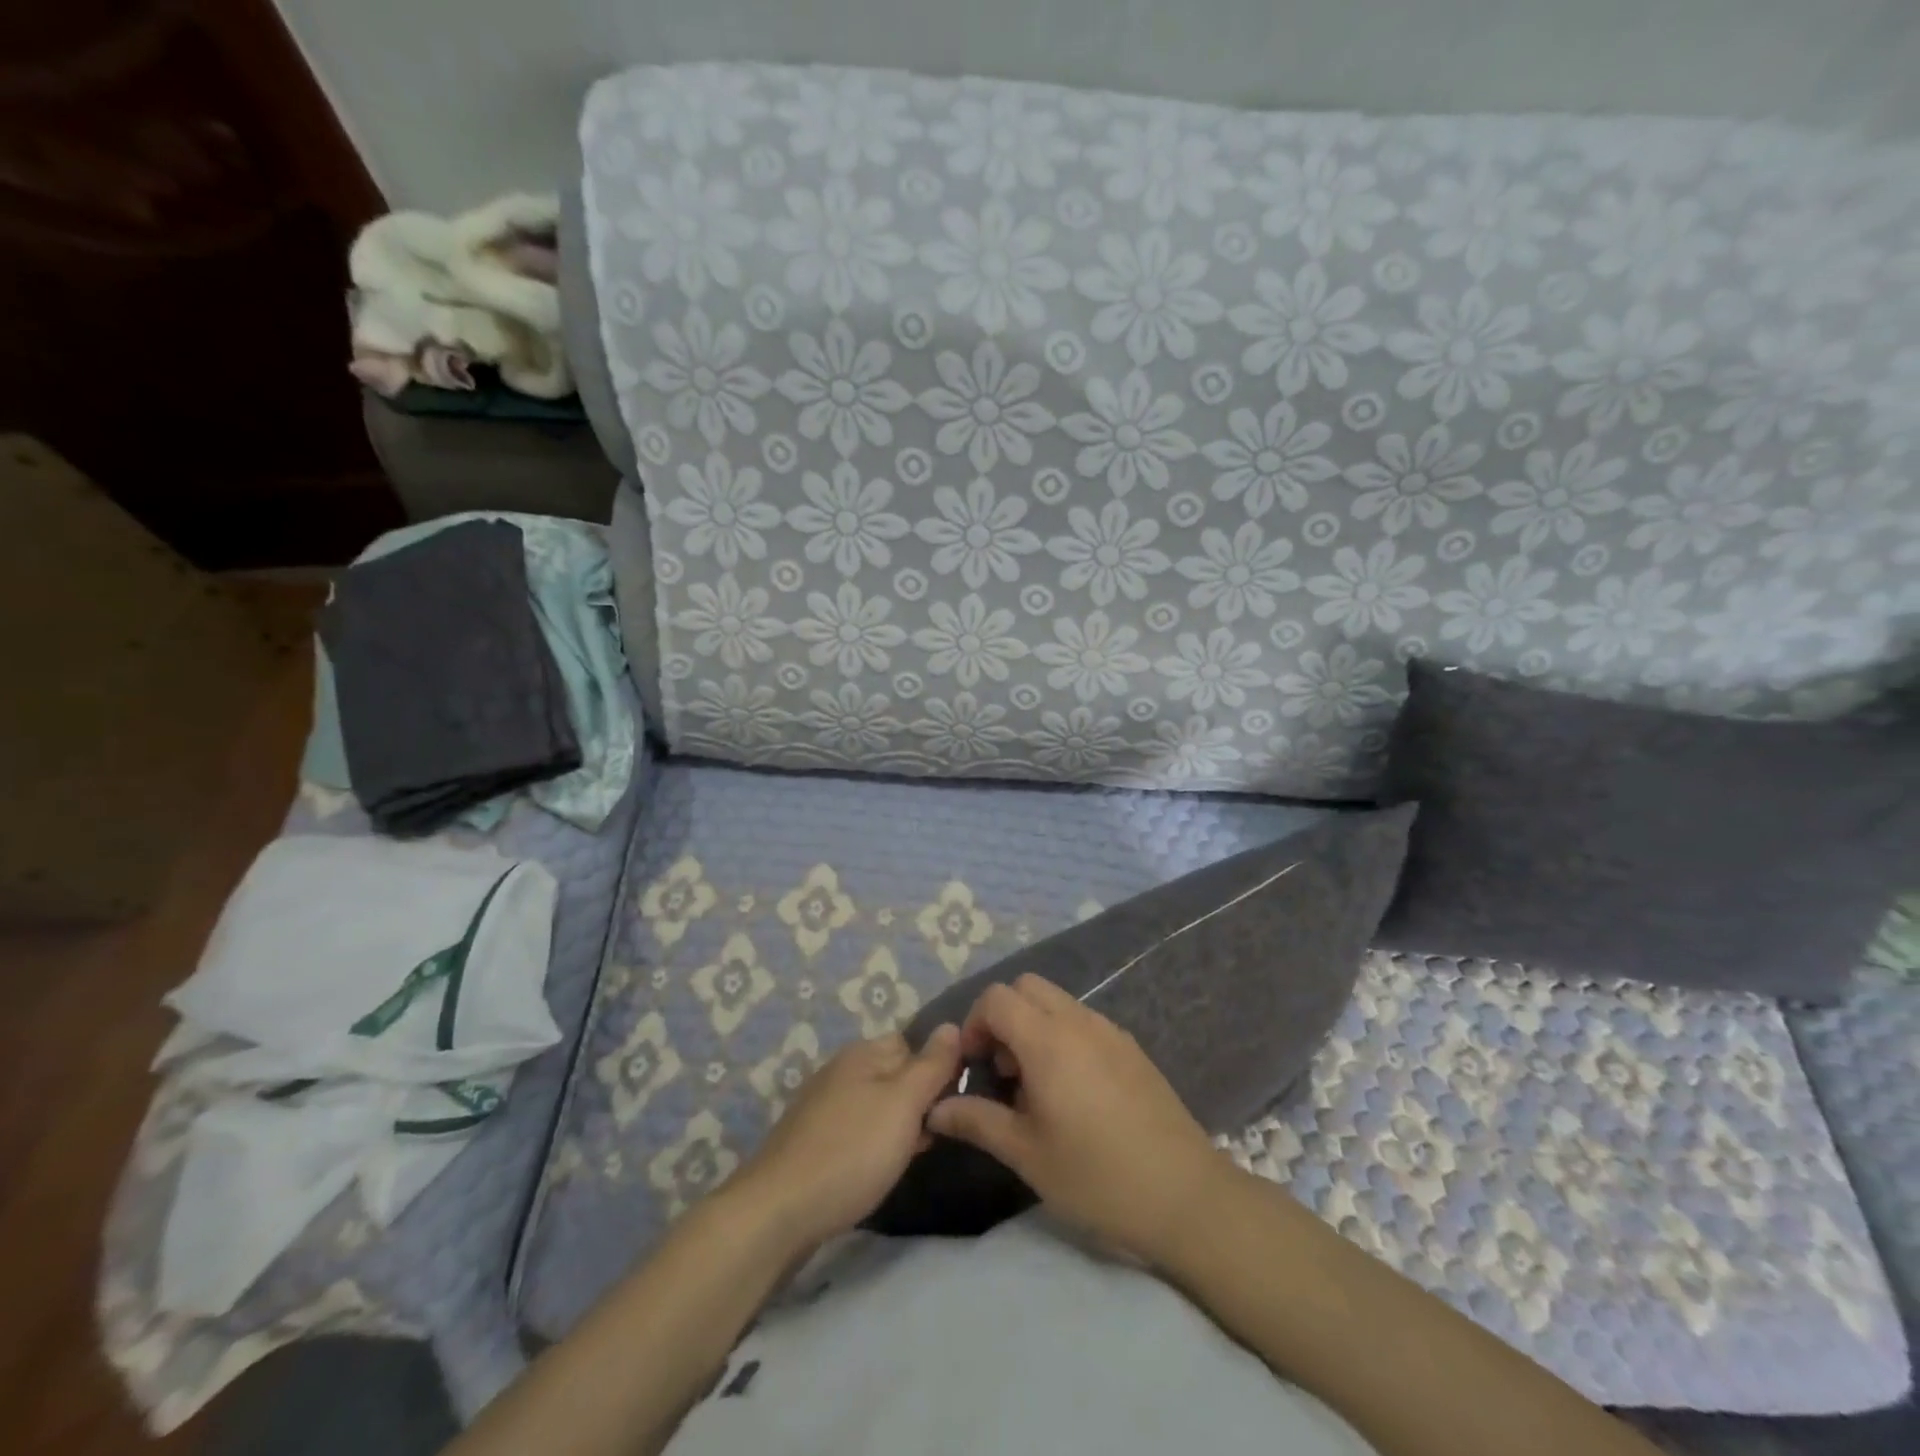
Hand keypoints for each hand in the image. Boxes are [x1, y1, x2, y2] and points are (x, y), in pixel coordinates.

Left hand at [731, 1025, 961, 1250]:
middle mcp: (841, 1069)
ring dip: (896, 1125)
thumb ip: (932, 1065)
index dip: (936, 1069)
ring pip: (876, 1104)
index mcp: (863, 1053)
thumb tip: (952, 1026)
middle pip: (894, 1073)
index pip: (913, 1043)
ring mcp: (822, 1104)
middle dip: (917, 1100)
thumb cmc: (851, 1152)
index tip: (952, 1103)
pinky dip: (872, 1144)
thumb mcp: (903, 1104)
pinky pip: (856, 1129)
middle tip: (933, 1135)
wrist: (777, 1211)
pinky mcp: (811, 1139)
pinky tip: (876, 1169)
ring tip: (909, 1156)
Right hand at [926, 975, 1226, 1264]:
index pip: (996, 998)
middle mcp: (1079, 1022)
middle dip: (1003, 1017)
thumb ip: (977, 1121)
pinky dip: (1062, 1035)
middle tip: (1002, 1070)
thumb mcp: (1027, 1154)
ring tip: (1034, 1085)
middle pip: (1027, 987)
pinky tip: (1071, 1091)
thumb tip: (935, 1108)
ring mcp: (1110, 1030)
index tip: (975, 1066)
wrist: (1185, 1195)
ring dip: (1033, 1025)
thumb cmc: (1097, 1176)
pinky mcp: (1131, 1047)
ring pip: (1057, 1001)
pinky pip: (1083, 1020)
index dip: (975, 1023)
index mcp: (1049, 1041)